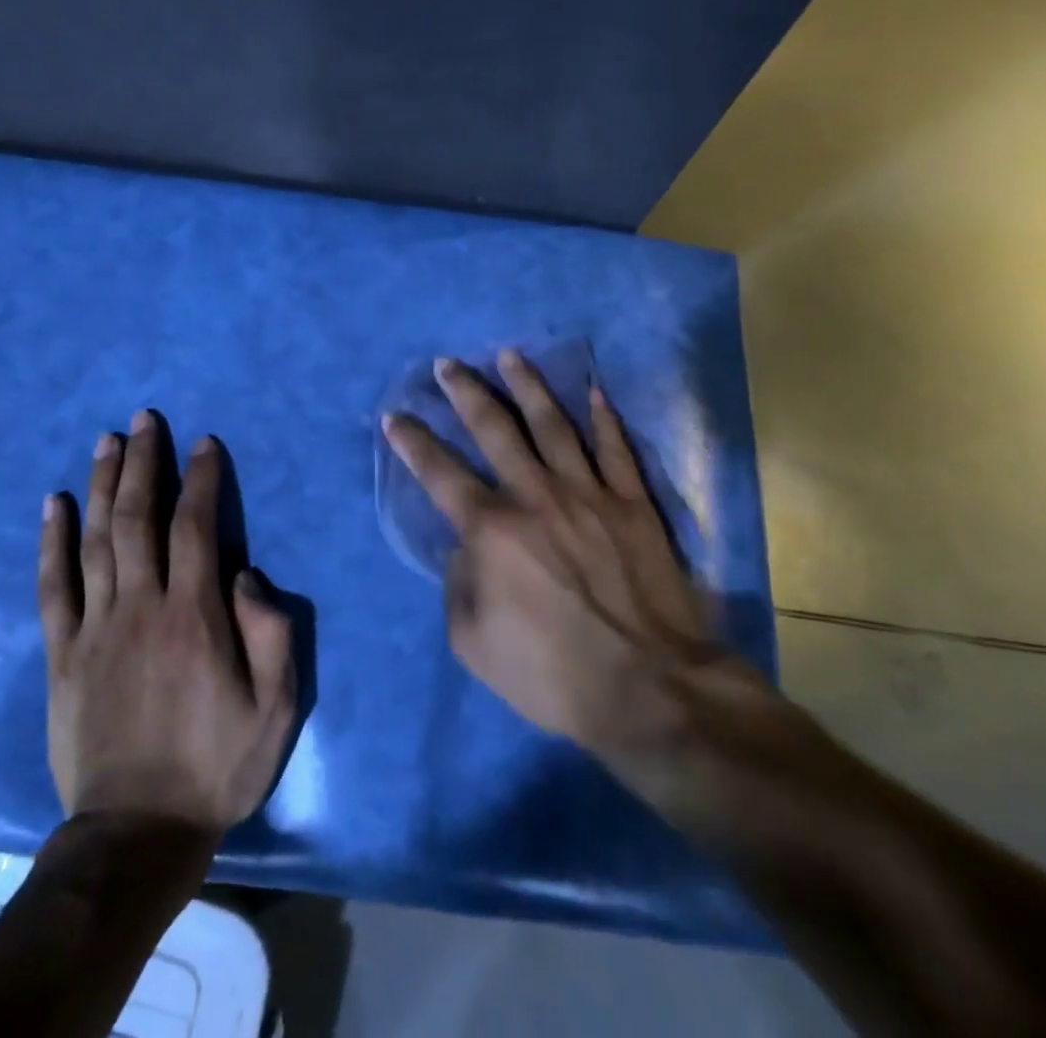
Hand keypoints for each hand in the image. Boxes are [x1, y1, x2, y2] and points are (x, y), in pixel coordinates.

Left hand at [39, 413, 297, 835]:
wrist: (137, 832)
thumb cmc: (216, 765)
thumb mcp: (275, 708)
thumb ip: (271, 633)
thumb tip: (247, 573)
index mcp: (193, 615)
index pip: (196, 526)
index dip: (201, 479)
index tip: (203, 443)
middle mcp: (140, 606)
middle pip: (139, 517)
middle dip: (144, 463)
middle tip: (145, 419)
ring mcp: (95, 627)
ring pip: (96, 539)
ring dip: (103, 484)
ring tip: (108, 440)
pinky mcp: (62, 653)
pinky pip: (53, 585)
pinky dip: (52, 541)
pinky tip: (54, 503)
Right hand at [382, 352, 774, 808]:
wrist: (650, 690)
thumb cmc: (552, 673)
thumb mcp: (472, 642)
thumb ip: (457, 584)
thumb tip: (464, 549)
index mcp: (492, 529)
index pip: (440, 473)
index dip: (413, 442)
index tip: (395, 415)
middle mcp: (536, 496)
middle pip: (496, 430)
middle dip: (466, 393)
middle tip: (448, 364)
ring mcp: (589, 494)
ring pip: (554, 424)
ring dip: (528, 386)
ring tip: (510, 355)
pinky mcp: (633, 505)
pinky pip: (617, 449)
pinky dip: (604, 418)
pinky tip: (593, 391)